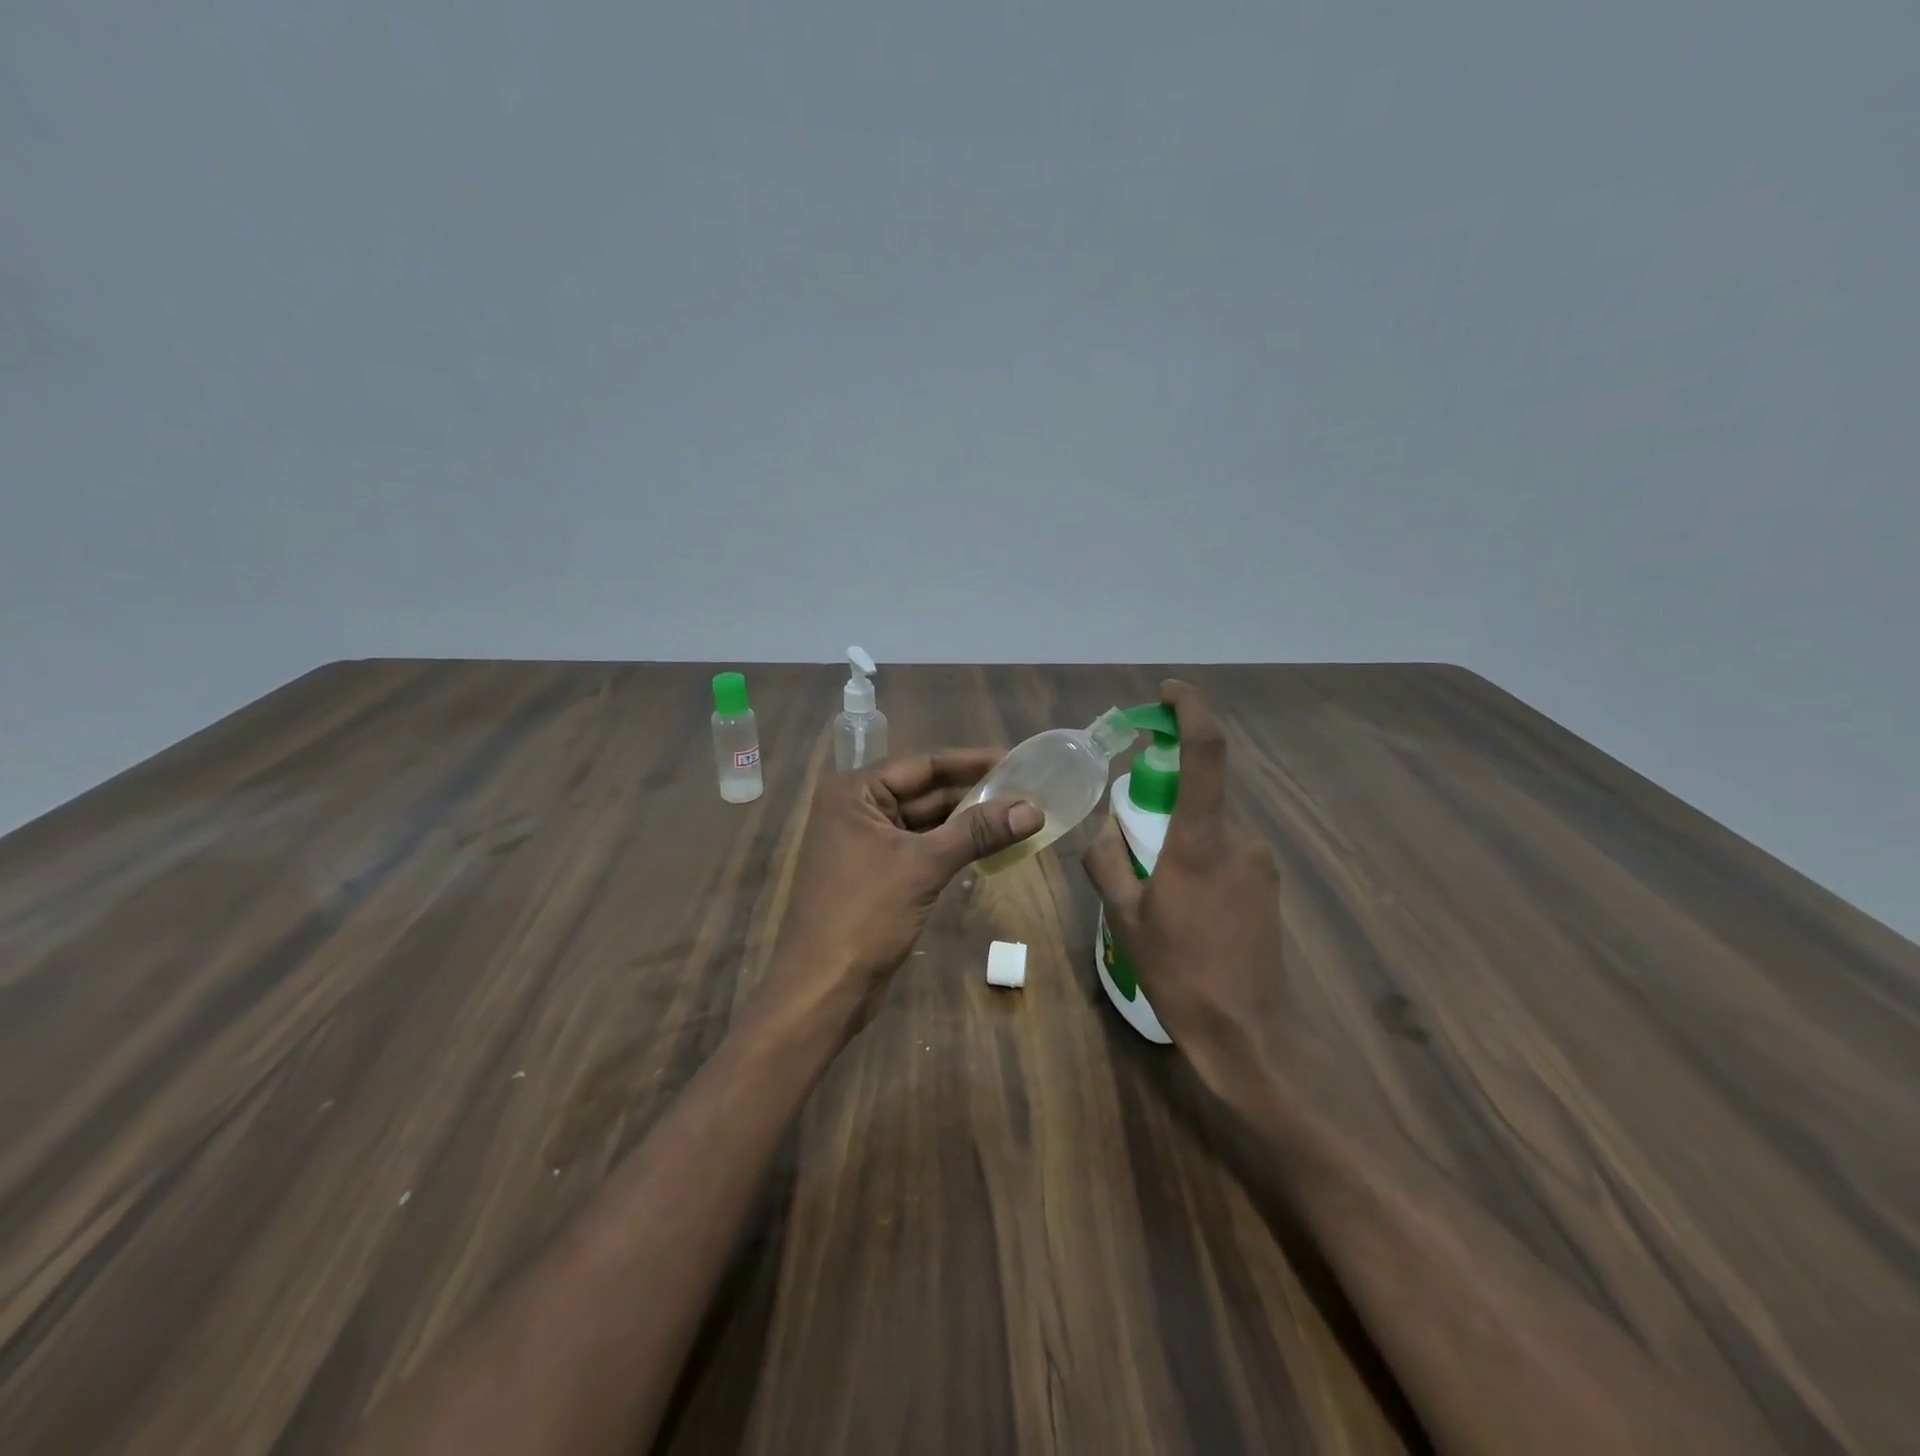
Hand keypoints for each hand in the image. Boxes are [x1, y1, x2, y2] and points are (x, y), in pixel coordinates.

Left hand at [758, 750, 1041, 1039]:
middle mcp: (856, 809)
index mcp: (855, 792)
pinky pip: (920, 848)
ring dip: (966, 822)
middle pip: (924, 791)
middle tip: (1026, 791)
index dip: (971, 762)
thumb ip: (977, 832)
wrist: (821, 990)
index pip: (923, 764)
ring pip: (925, 822)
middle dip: (973, 794)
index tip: (1016, 760)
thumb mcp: (924, 866)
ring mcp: (864, 843)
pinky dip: (952, 847)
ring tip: (1017, 816)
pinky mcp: (876, 874)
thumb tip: (1033, 808)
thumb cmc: (864, 915)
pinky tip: (988, 847)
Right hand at [1082, 681, 1285, 1101]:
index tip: (1168, 692)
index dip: (1190, 710)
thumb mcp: (1125, 918)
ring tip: (1151, 883)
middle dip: (1163, 794)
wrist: (1250, 1034)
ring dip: (1178, 832)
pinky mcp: (1268, 884)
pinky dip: (1196, 853)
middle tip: (1130, 831)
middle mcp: (1240, 839)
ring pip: (1211, 824)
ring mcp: (1260, 862)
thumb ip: (1108, 861)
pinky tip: (1180, 901)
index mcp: (1201, 841)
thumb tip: (1105, 831)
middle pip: (1200, 791)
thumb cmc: (1181, 973)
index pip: (1205, 753)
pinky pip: (1225, 849)